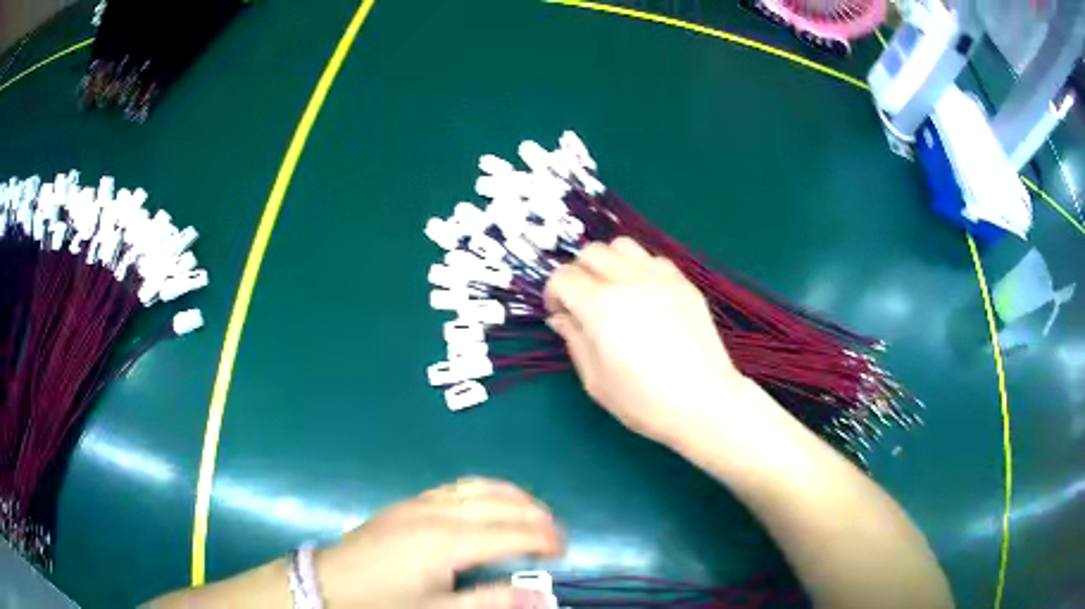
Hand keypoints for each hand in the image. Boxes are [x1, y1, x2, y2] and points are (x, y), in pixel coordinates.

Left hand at [314, 478, 563, 607]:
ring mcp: (418, 503)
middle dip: (533, 514)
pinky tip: (487, 501)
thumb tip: (543, 595)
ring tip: (532, 510)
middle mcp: (437, 513)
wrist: (326, 584)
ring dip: (510, 495)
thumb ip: (492, 601)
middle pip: (498, 504)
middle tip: (557, 532)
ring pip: (476, 488)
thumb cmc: (383, 603)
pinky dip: (483, 490)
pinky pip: (455, 487)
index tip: (566, 548)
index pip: (510, 533)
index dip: (542, 539)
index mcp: (448, 541)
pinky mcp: (405, 504)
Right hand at [544, 237, 745, 443]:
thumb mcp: (595, 380)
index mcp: (600, 306)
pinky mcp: (684, 282)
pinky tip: (645, 296)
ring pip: (622, 245)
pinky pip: (653, 259)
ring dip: (609, 262)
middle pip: (591, 252)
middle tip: (583, 302)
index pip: (563, 277)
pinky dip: (639, 268)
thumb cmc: (643, 401)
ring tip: (614, 290)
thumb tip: (562, 318)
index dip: (553, 294)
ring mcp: (660, 277)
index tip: (560, 315)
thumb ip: (574, 340)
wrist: (703, 402)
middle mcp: (628, 280)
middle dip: (578, 273)